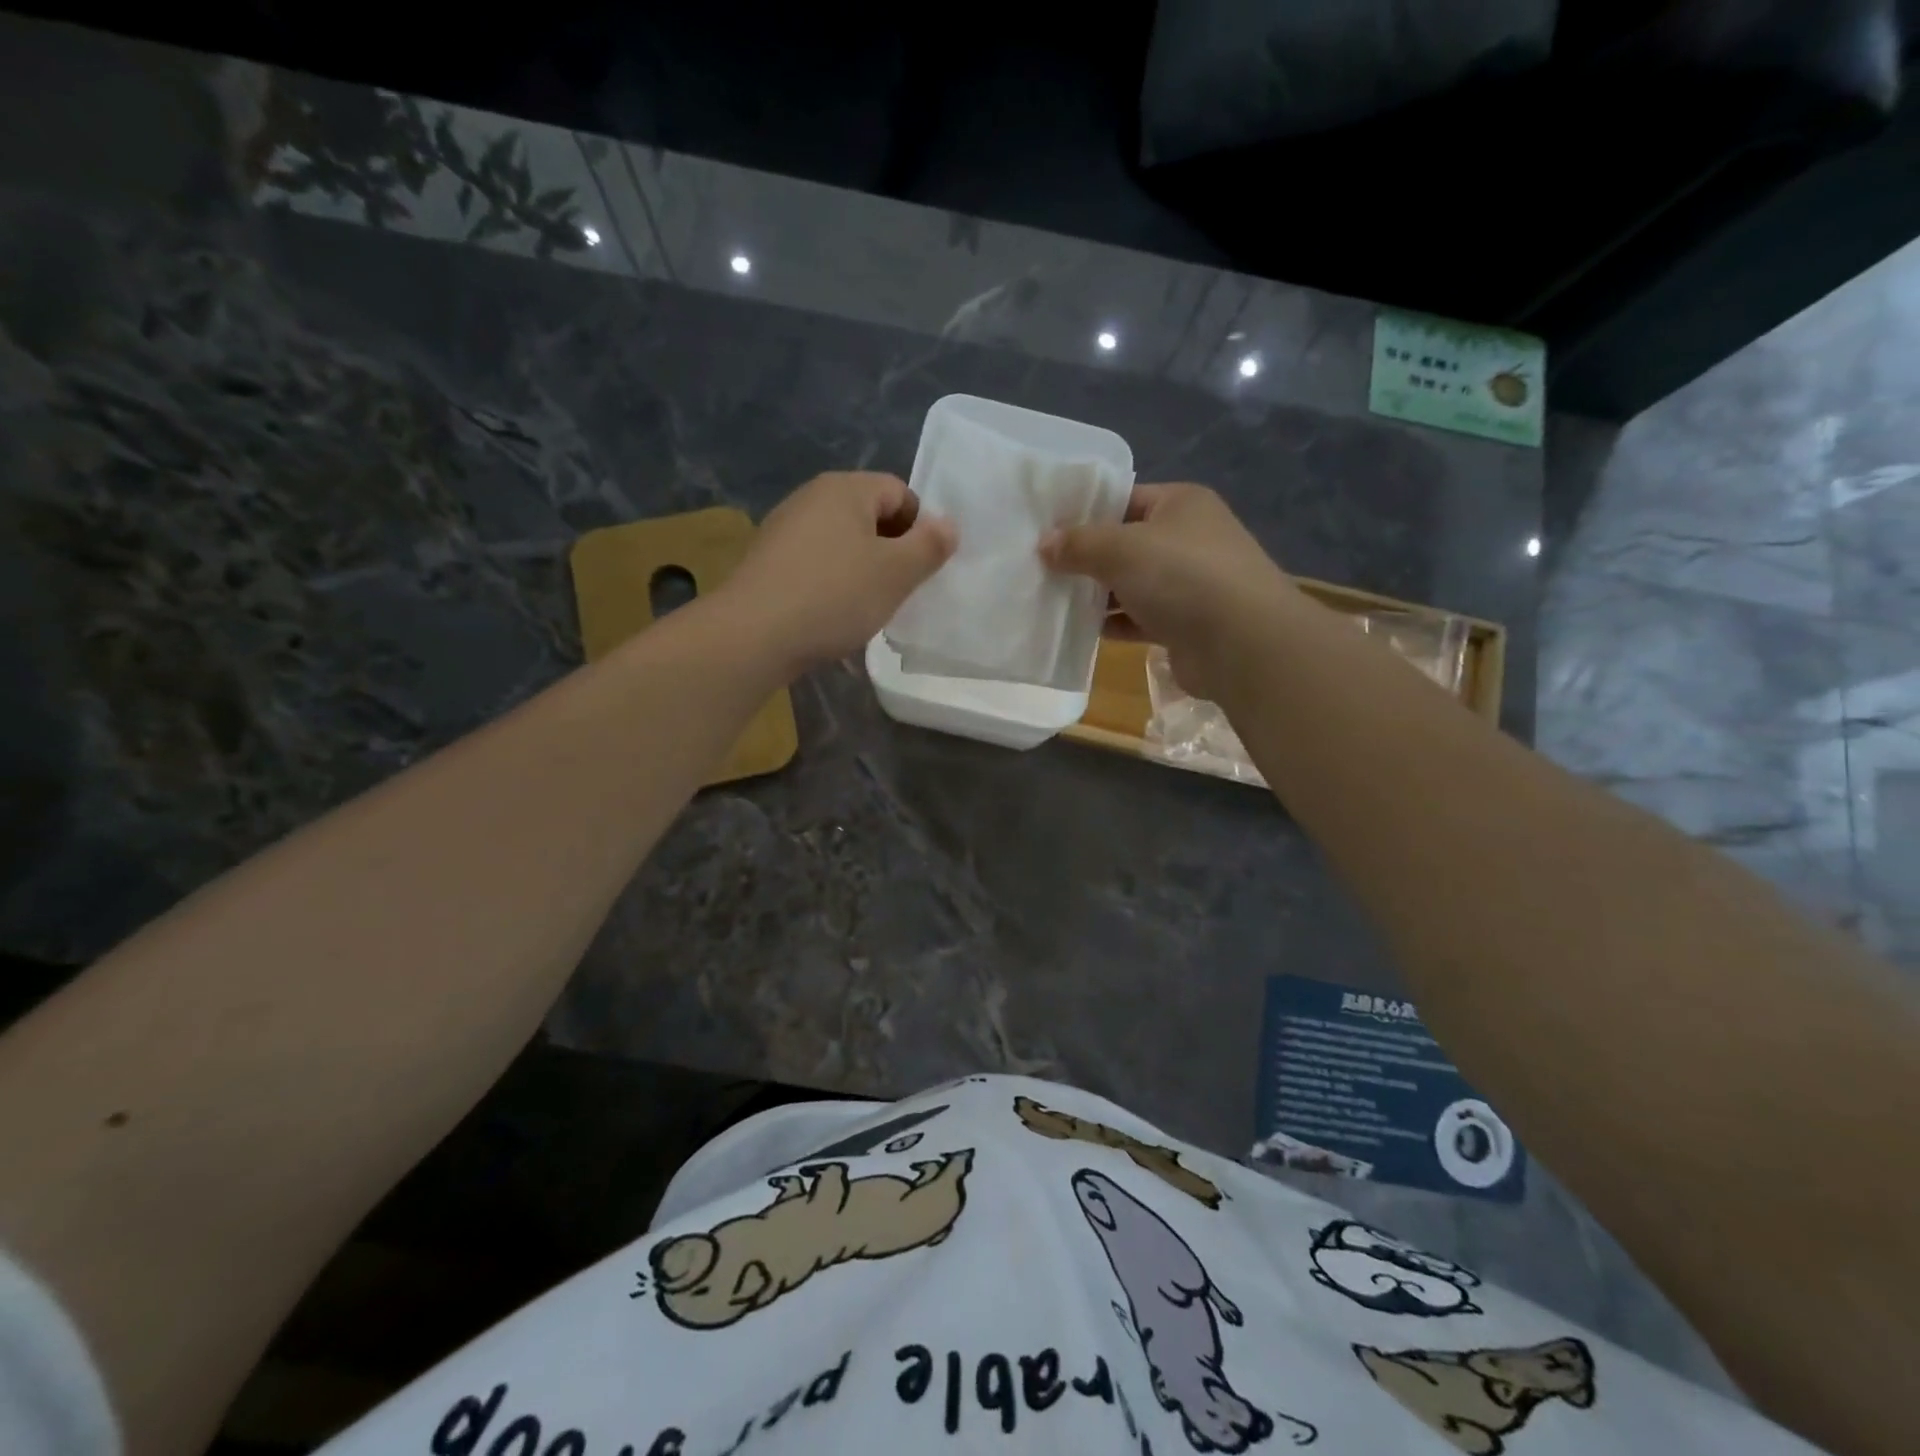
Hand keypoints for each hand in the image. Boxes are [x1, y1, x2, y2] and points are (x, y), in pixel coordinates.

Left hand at [720, 471, 956, 674]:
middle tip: (899, 590)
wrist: (754, 634)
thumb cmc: (835, 596)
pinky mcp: (768, 562)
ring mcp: (784, 529)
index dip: (920, 528)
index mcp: (845, 488)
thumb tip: (948, 524)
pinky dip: (832, 585)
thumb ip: (929, 545)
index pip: (899, 492)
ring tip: (866, 608)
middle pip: (869, 516)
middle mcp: (811, 497)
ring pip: (842, 543)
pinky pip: (816, 565)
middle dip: (891, 551)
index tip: (922, 568)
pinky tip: (832, 616)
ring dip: (862, 571)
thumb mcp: (896, 573)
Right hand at [1039, 483, 1295, 700]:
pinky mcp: (1184, 624)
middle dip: (1086, 556)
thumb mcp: (1120, 548)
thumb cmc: (1181, 576)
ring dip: (1096, 593)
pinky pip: (1138, 617)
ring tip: (1050, 598)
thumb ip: (1078, 544)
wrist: (1241, 643)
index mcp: (1180, 504)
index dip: (1084, 512)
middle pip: (1125, 543)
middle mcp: (1188, 538)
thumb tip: (1044, 545)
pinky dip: (1112, 623)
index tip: (1045, 529)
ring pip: (1130, 583)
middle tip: (1040, 567)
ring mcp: (1189, 583)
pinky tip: (1079, 630)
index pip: (1124, 498)